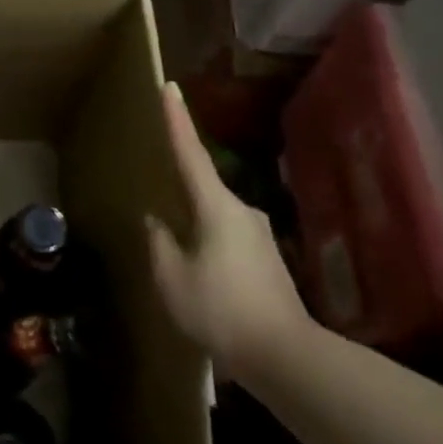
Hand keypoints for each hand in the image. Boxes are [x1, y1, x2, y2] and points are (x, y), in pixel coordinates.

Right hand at [147, 83, 310, 382]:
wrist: (285, 356)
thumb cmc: (220, 309)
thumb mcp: (171, 277)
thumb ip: (159, 242)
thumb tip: (157, 222)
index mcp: (217, 207)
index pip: (191, 154)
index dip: (177, 120)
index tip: (169, 87)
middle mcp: (242, 212)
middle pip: (203, 189)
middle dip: (180, 191)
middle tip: (159, 199)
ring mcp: (258, 236)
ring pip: (214, 219)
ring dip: (194, 228)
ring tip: (176, 256)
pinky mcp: (266, 261)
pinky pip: (227, 241)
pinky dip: (208, 248)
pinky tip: (199, 277)